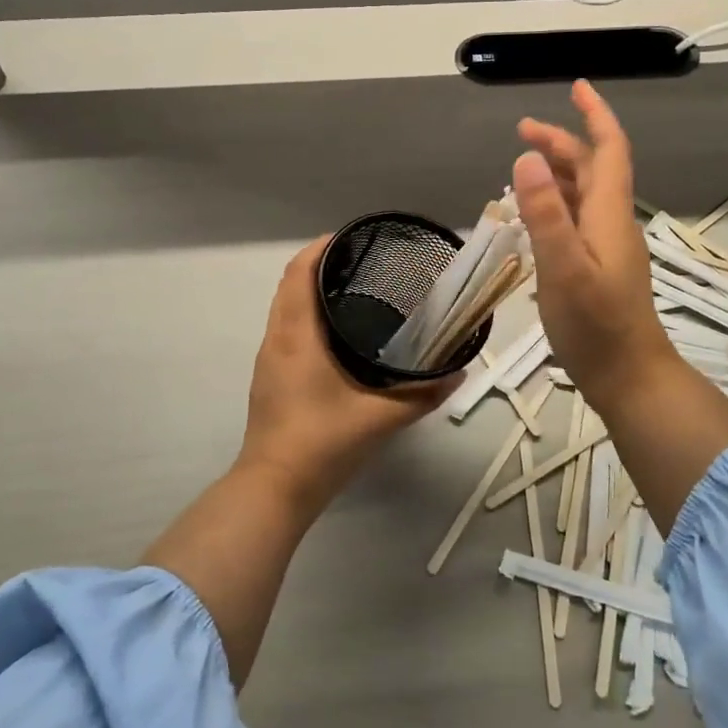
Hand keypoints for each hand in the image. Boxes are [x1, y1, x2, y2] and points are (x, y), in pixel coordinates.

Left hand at [237, 238, 459, 511]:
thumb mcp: (381, 418)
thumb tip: (458, 373)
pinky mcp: (270, 377)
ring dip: (311, 289)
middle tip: (363, 262)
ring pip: (285, 306)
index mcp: (297, 336)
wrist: (275, 488)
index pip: (299, 272)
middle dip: (321, 264)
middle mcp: (277, 338)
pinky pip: (286, 328)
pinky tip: (337, 332)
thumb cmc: (323, 443)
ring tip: (355, 290)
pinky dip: (306, 313)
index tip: (352, 238)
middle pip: (290, 284)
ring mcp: (269, 358)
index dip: (321, 248)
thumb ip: (423, 394)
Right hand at [515, 81, 677, 408]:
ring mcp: (606, 247)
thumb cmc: (596, 326)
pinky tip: (533, 216)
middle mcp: (611, 223)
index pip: (609, 150)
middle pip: (593, 168)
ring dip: (557, 172)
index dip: (595, 116)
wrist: (629, 377)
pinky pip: (575, 220)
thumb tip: (528, 156)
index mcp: (608, 215)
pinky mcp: (597, 268)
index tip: (576, 87)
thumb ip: (546, 214)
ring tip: (522, 166)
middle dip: (562, 142)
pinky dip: (553, 204)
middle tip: (522, 130)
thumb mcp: (564, 268)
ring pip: (584, 194)